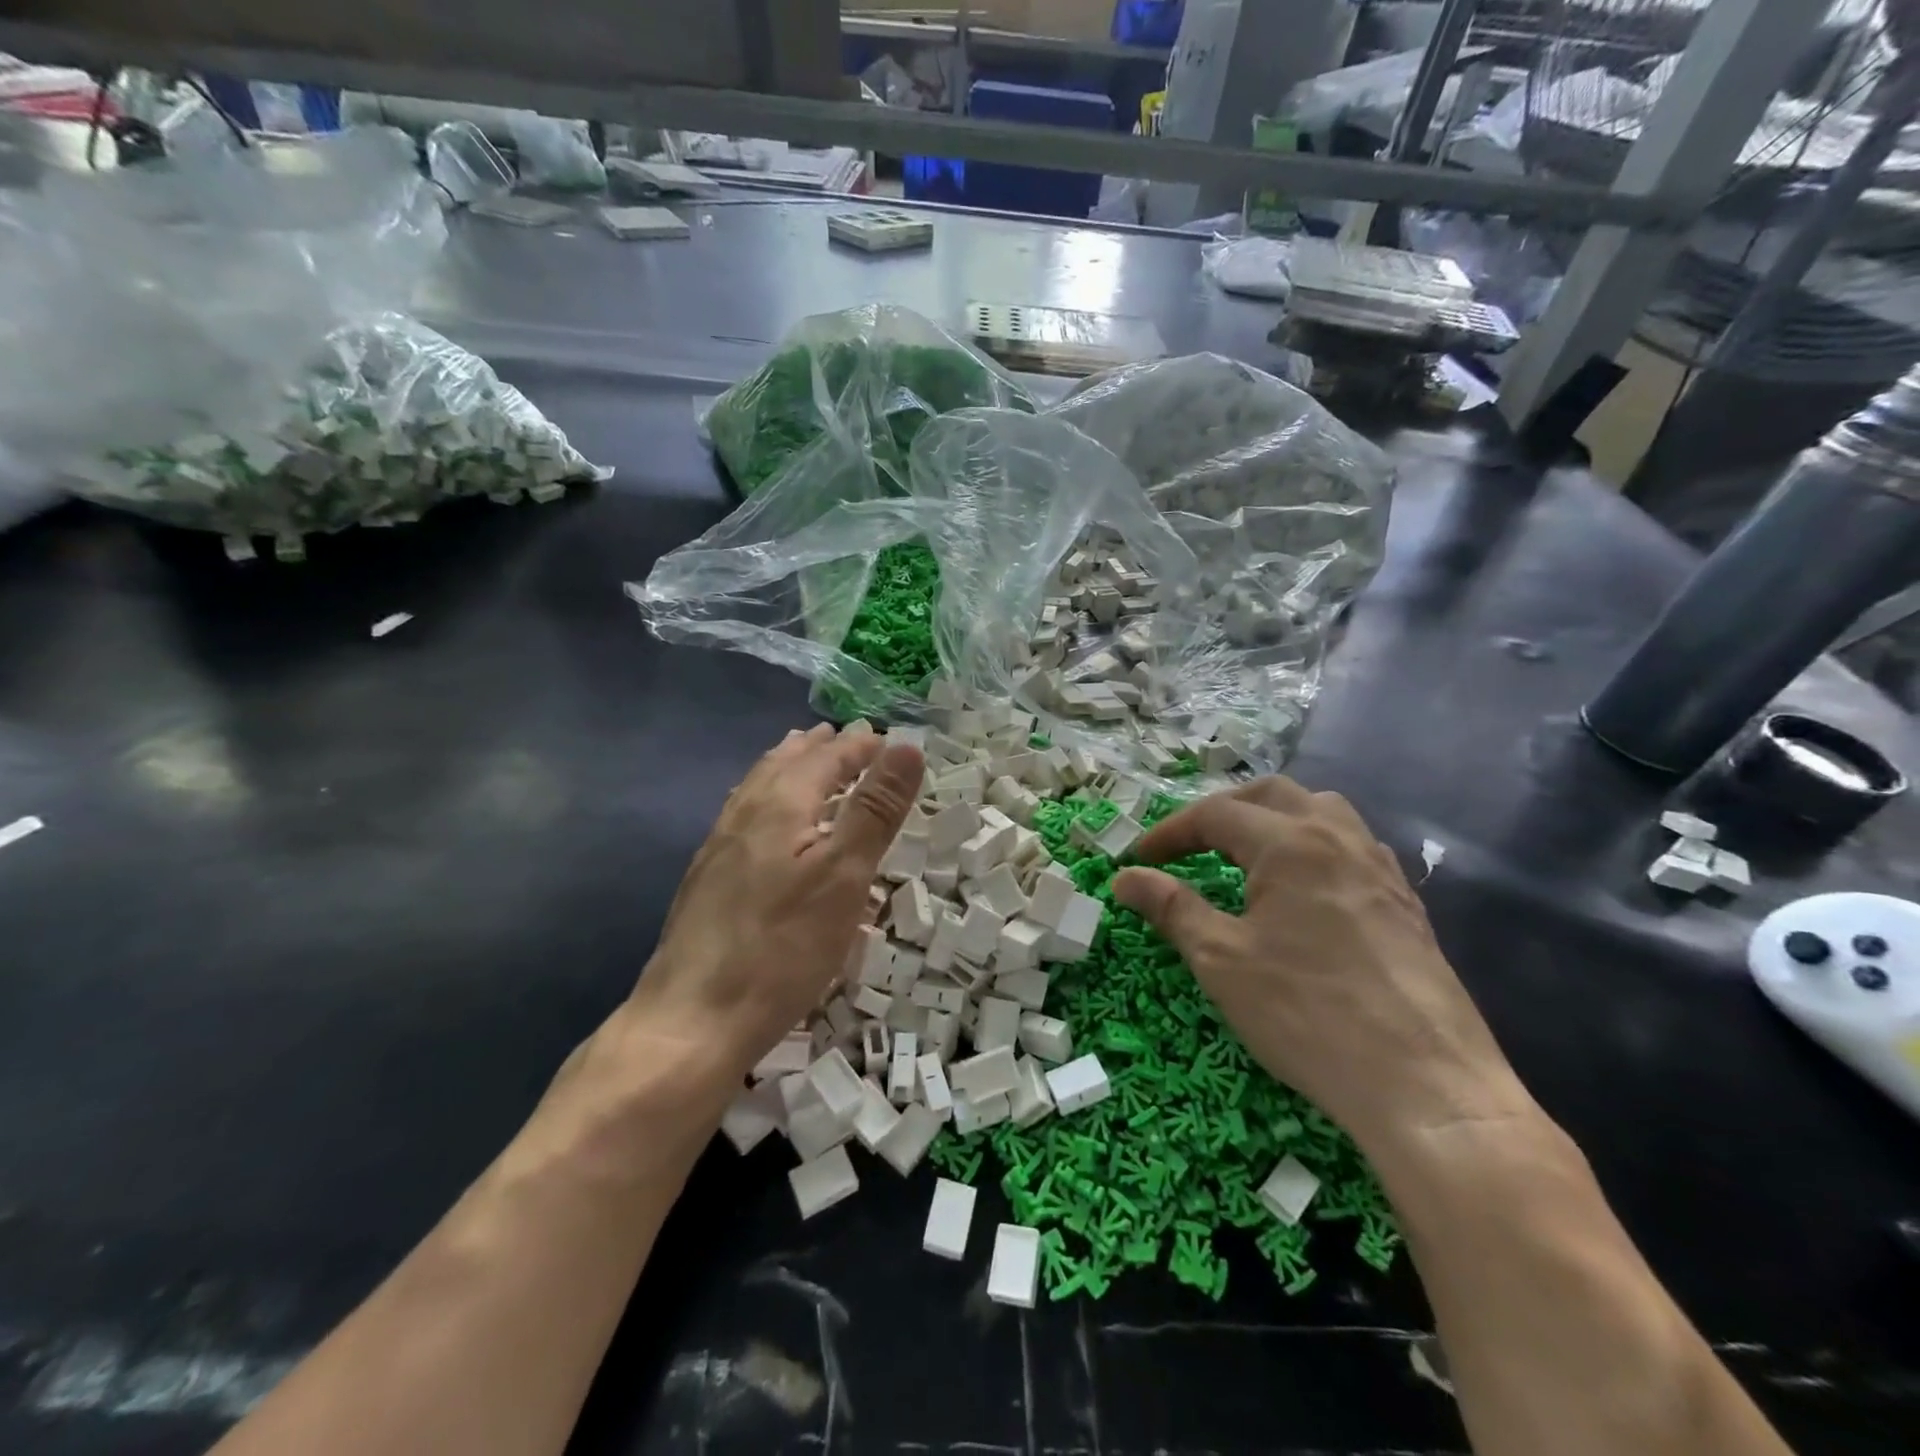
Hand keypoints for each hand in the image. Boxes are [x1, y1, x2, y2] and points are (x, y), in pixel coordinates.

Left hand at [629, 722, 923, 1083]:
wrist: (694, 1020)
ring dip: (788, 765)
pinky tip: (764, 819)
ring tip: (803, 754)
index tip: (887, 739)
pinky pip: (743, 813)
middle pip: (786, 763)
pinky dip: (766, 796)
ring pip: (758, 786)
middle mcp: (745, 813)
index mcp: (781, 803)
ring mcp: (719, 846)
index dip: (860, 746)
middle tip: (846, 736)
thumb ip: (874, 808)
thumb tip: (905, 746)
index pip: (828, 757)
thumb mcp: (844, 875)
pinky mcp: (707, 878)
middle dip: (820, 747)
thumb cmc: (783, 946)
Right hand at [1112, 779, 1532, 1156]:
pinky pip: (1353, 847)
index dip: (1170, 832)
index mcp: (1289, 844)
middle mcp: (1338, 839)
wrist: (1426, 1086)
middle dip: (1222, 810)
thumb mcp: (1220, 960)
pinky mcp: (1406, 904)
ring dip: (1275, 819)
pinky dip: (1315, 846)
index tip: (1139, 861)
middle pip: (1272, 794)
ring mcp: (1380, 869)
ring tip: (1249, 853)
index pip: (1215, 814)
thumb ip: (1171, 908)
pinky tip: (1307, 889)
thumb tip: (1124, 878)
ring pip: (1322, 811)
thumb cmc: (1307, 1014)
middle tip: (1190, 844)